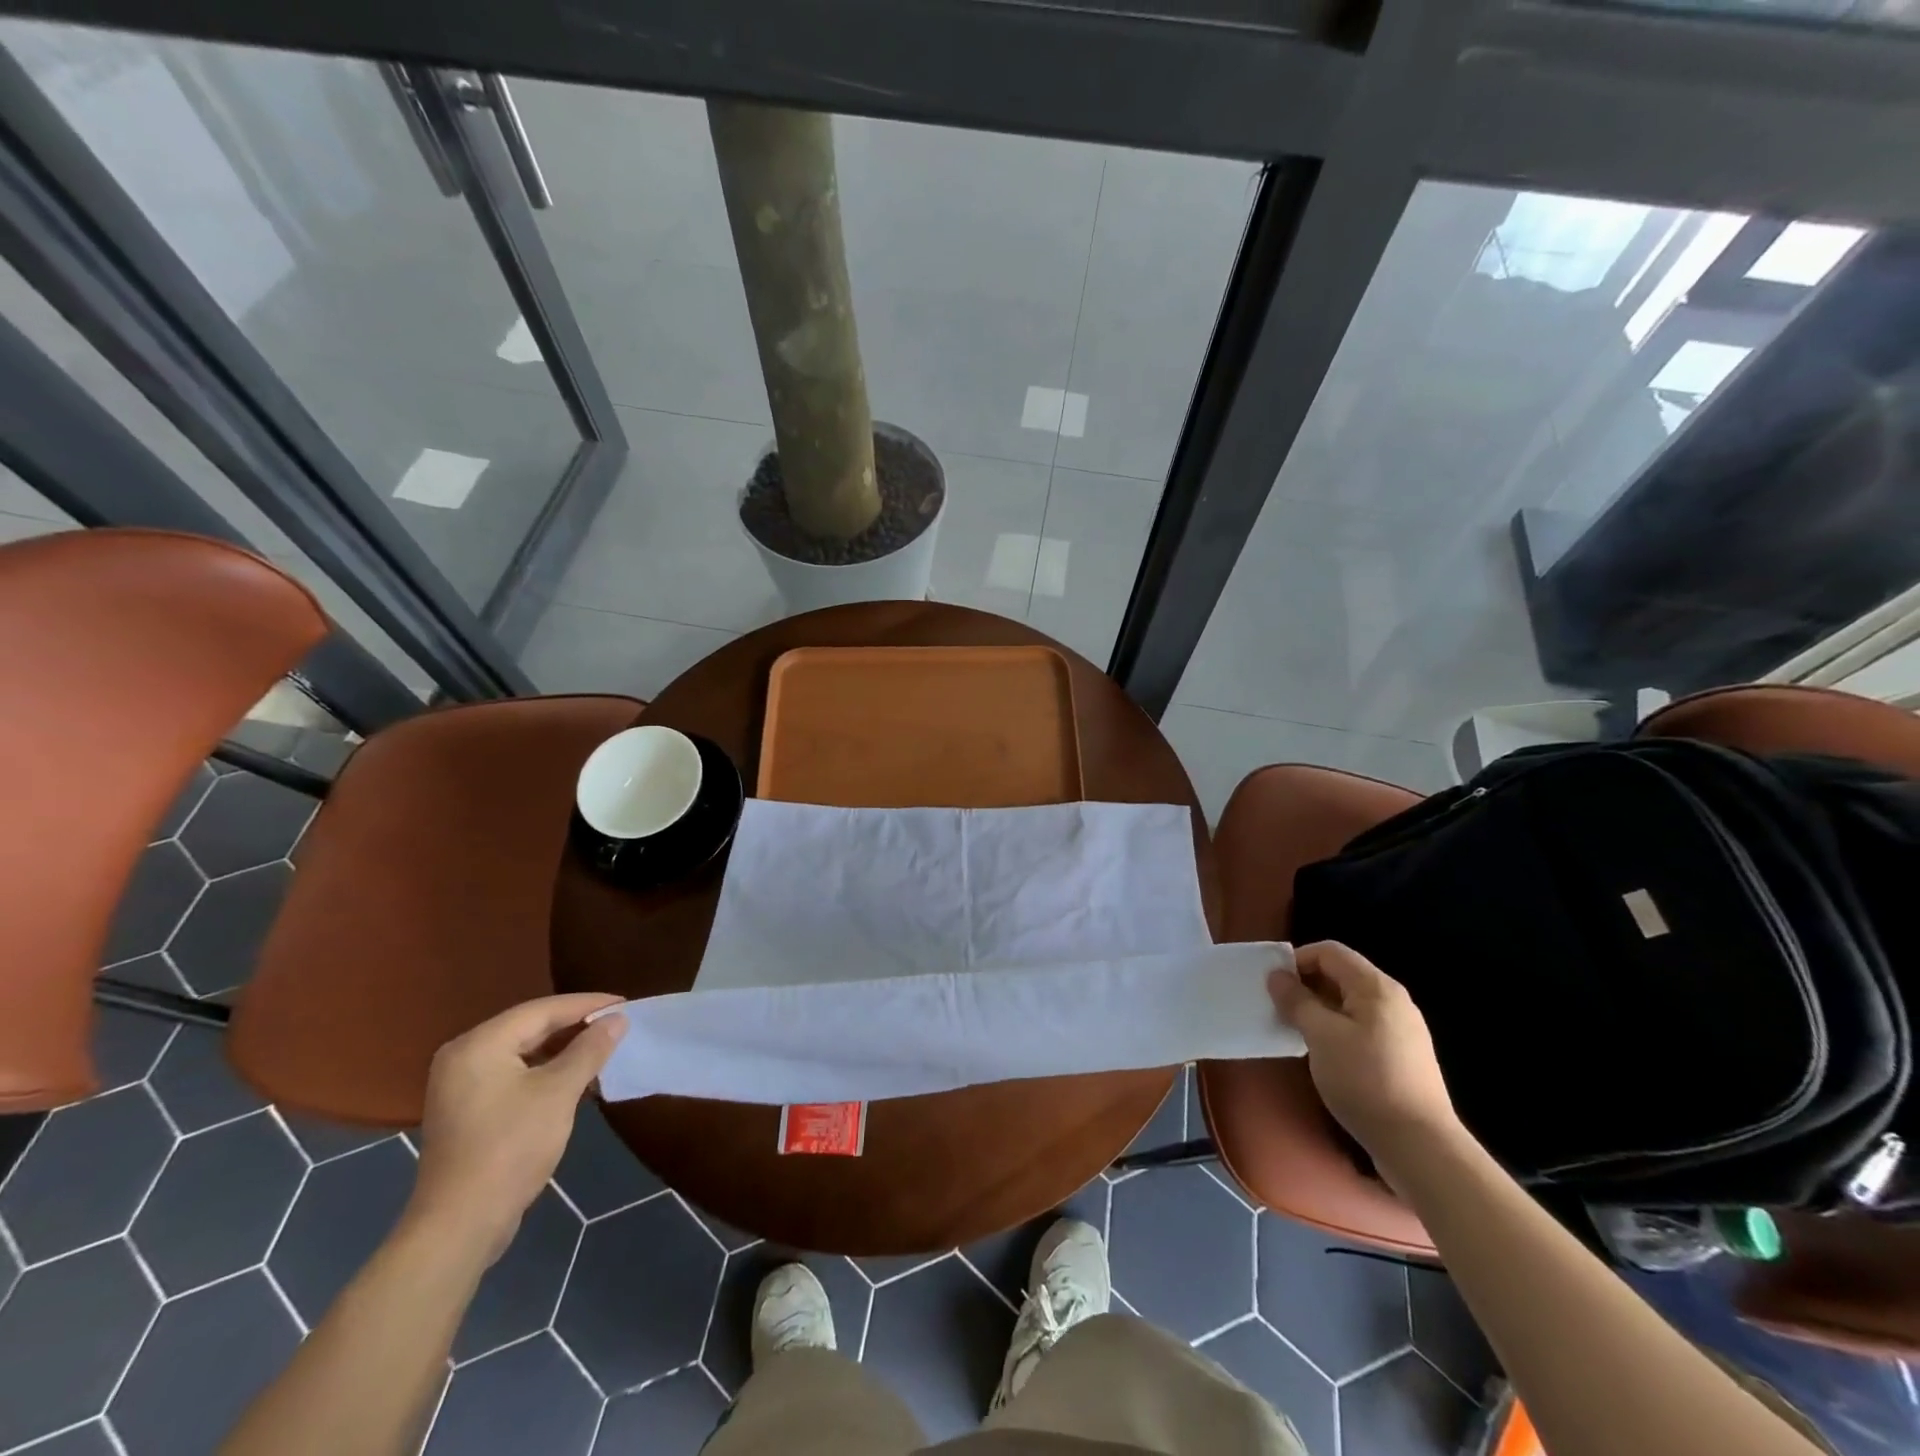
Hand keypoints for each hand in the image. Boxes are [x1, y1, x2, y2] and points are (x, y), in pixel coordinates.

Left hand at [403, 994, 627, 1265]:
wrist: (461, 1225)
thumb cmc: (511, 1148)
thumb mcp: (559, 1092)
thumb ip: (590, 1049)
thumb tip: (618, 1018)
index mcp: (479, 1045)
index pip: (542, 1010)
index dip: (587, 1005)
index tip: (624, 1004)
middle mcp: (464, 1056)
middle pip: (530, 1028)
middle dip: (575, 1026)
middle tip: (617, 1023)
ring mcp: (462, 1086)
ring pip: (523, 1052)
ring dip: (563, 1050)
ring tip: (603, 1047)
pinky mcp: (469, 1111)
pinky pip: (514, 1075)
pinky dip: (546, 1071)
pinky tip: (575, 1077)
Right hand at [1269, 942, 1461, 1168]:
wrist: (1420, 1147)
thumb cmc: (1365, 1081)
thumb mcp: (1320, 1036)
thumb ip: (1296, 1001)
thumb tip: (1277, 975)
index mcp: (1376, 987)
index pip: (1329, 952)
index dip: (1297, 960)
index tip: (1273, 985)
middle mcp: (1393, 1001)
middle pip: (1341, 975)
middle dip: (1306, 986)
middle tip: (1279, 1008)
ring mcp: (1401, 1030)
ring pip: (1349, 1003)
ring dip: (1319, 1010)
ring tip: (1296, 1032)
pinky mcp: (1402, 1057)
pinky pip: (1361, 1027)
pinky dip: (1336, 1030)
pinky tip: (1324, 1055)